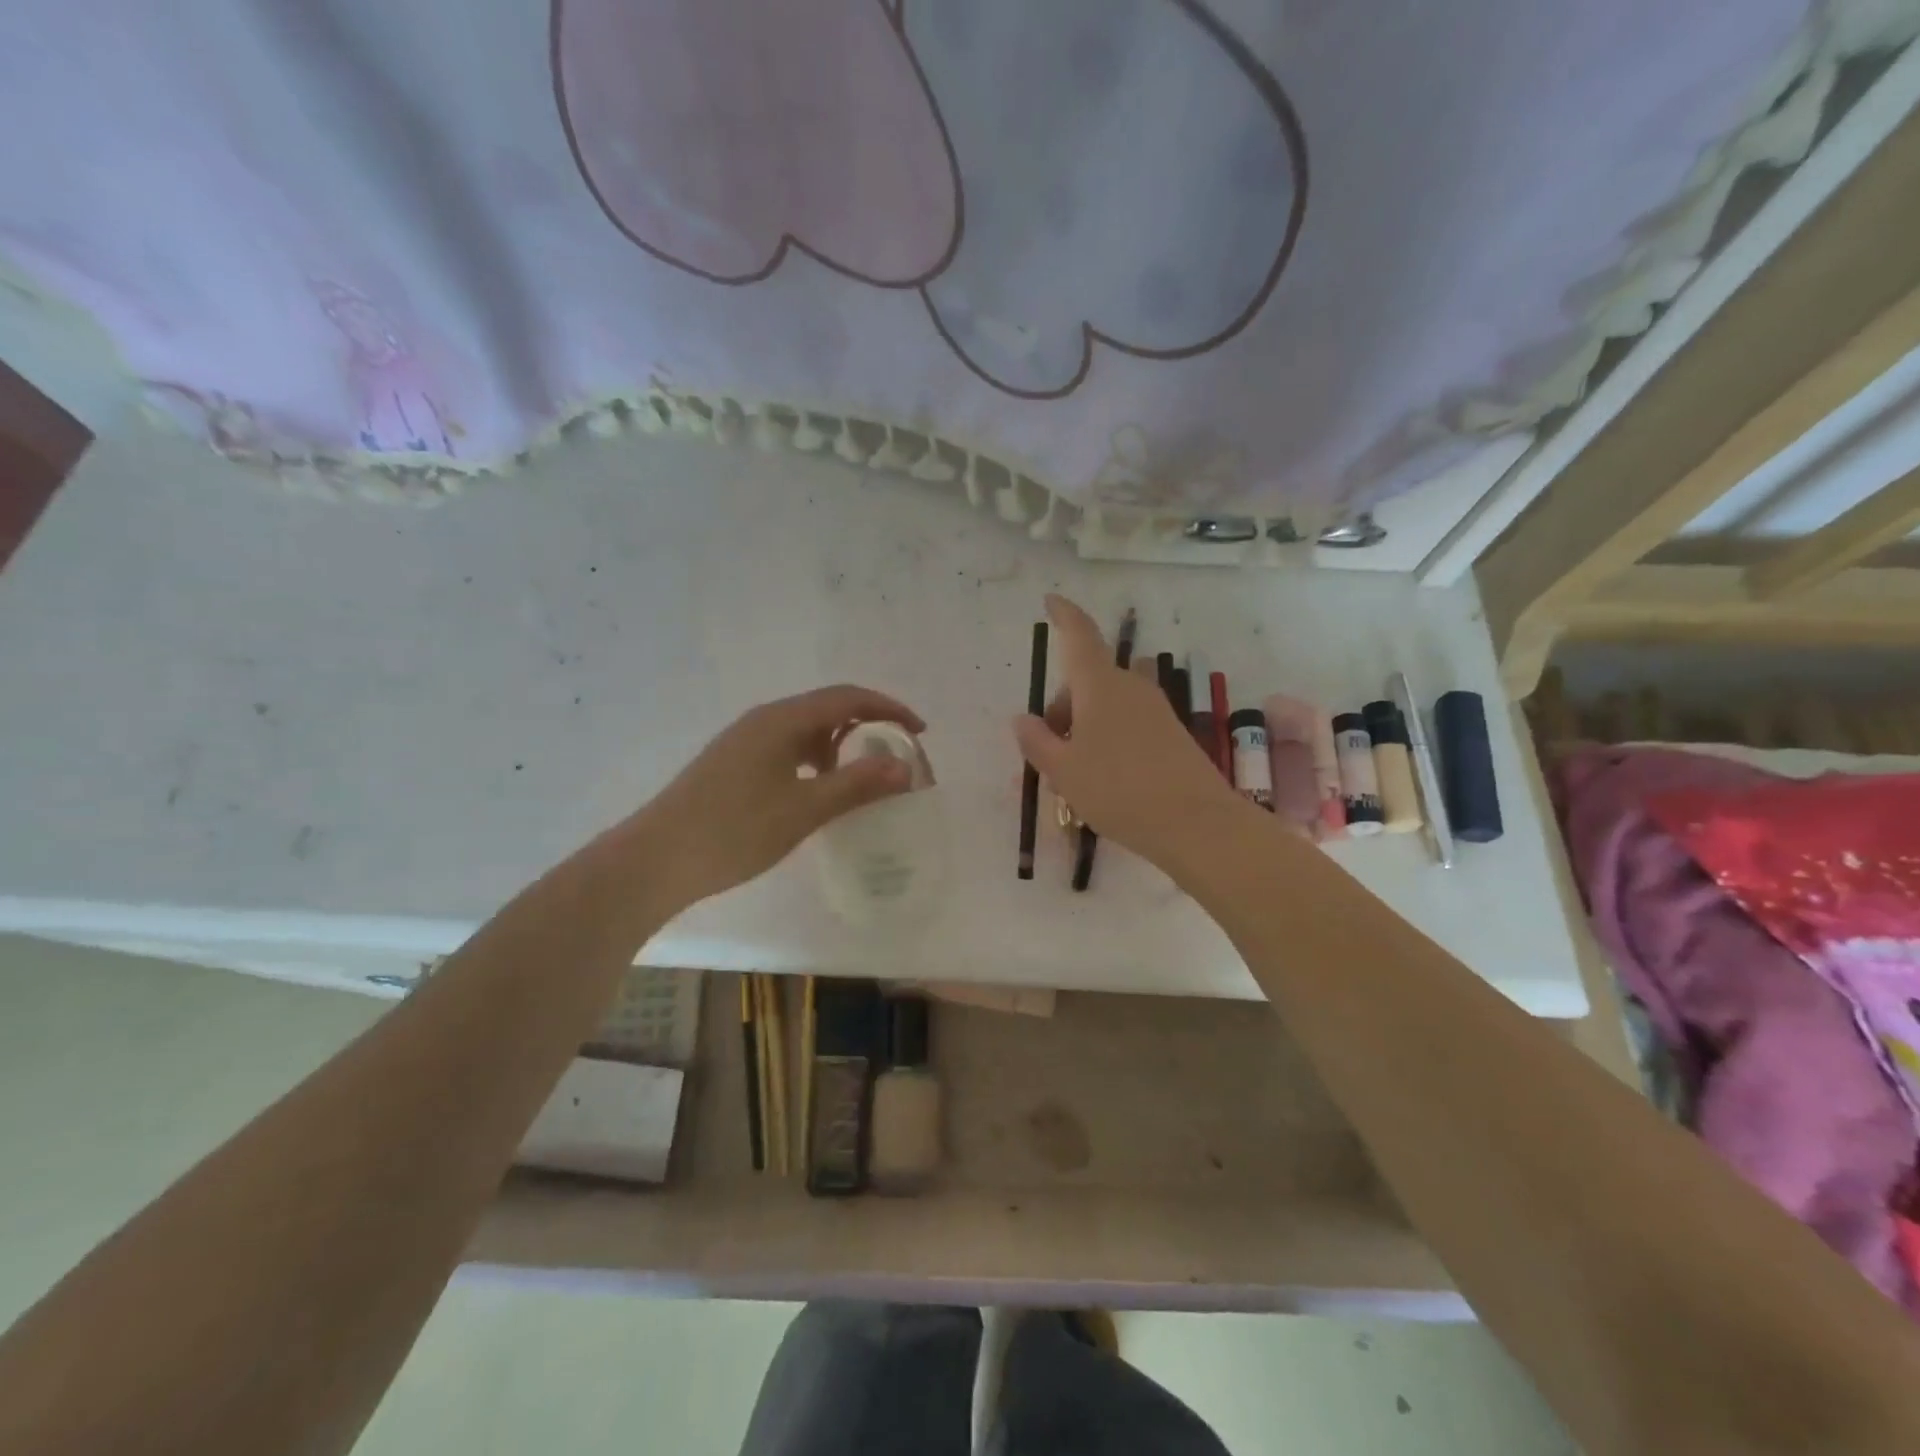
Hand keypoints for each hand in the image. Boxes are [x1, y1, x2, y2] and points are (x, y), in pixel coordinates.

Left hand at [630, 685, 925, 911]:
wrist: (655, 859)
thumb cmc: (733, 831)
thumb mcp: (803, 809)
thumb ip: (857, 784)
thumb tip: (905, 767)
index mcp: (781, 720)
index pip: (847, 697)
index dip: (888, 708)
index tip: (919, 731)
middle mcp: (763, 720)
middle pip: (827, 708)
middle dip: (868, 725)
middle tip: (896, 755)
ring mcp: (745, 741)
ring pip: (806, 730)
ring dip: (841, 744)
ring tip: (862, 776)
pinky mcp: (734, 763)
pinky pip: (788, 748)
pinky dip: (815, 760)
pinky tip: (818, 791)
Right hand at [1012, 594, 1243, 870]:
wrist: (1196, 824)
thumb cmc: (1118, 791)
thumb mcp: (1064, 771)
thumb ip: (1037, 742)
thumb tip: (1023, 718)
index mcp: (1100, 686)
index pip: (1079, 636)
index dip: (1064, 615)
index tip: (1051, 600)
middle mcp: (1130, 687)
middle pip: (1086, 681)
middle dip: (1061, 707)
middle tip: (1047, 752)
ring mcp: (1154, 709)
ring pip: (1105, 704)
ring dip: (1082, 726)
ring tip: (1071, 774)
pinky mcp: (1170, 732)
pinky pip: (1126, 722)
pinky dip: (1105, 738)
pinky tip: (1101, 778)